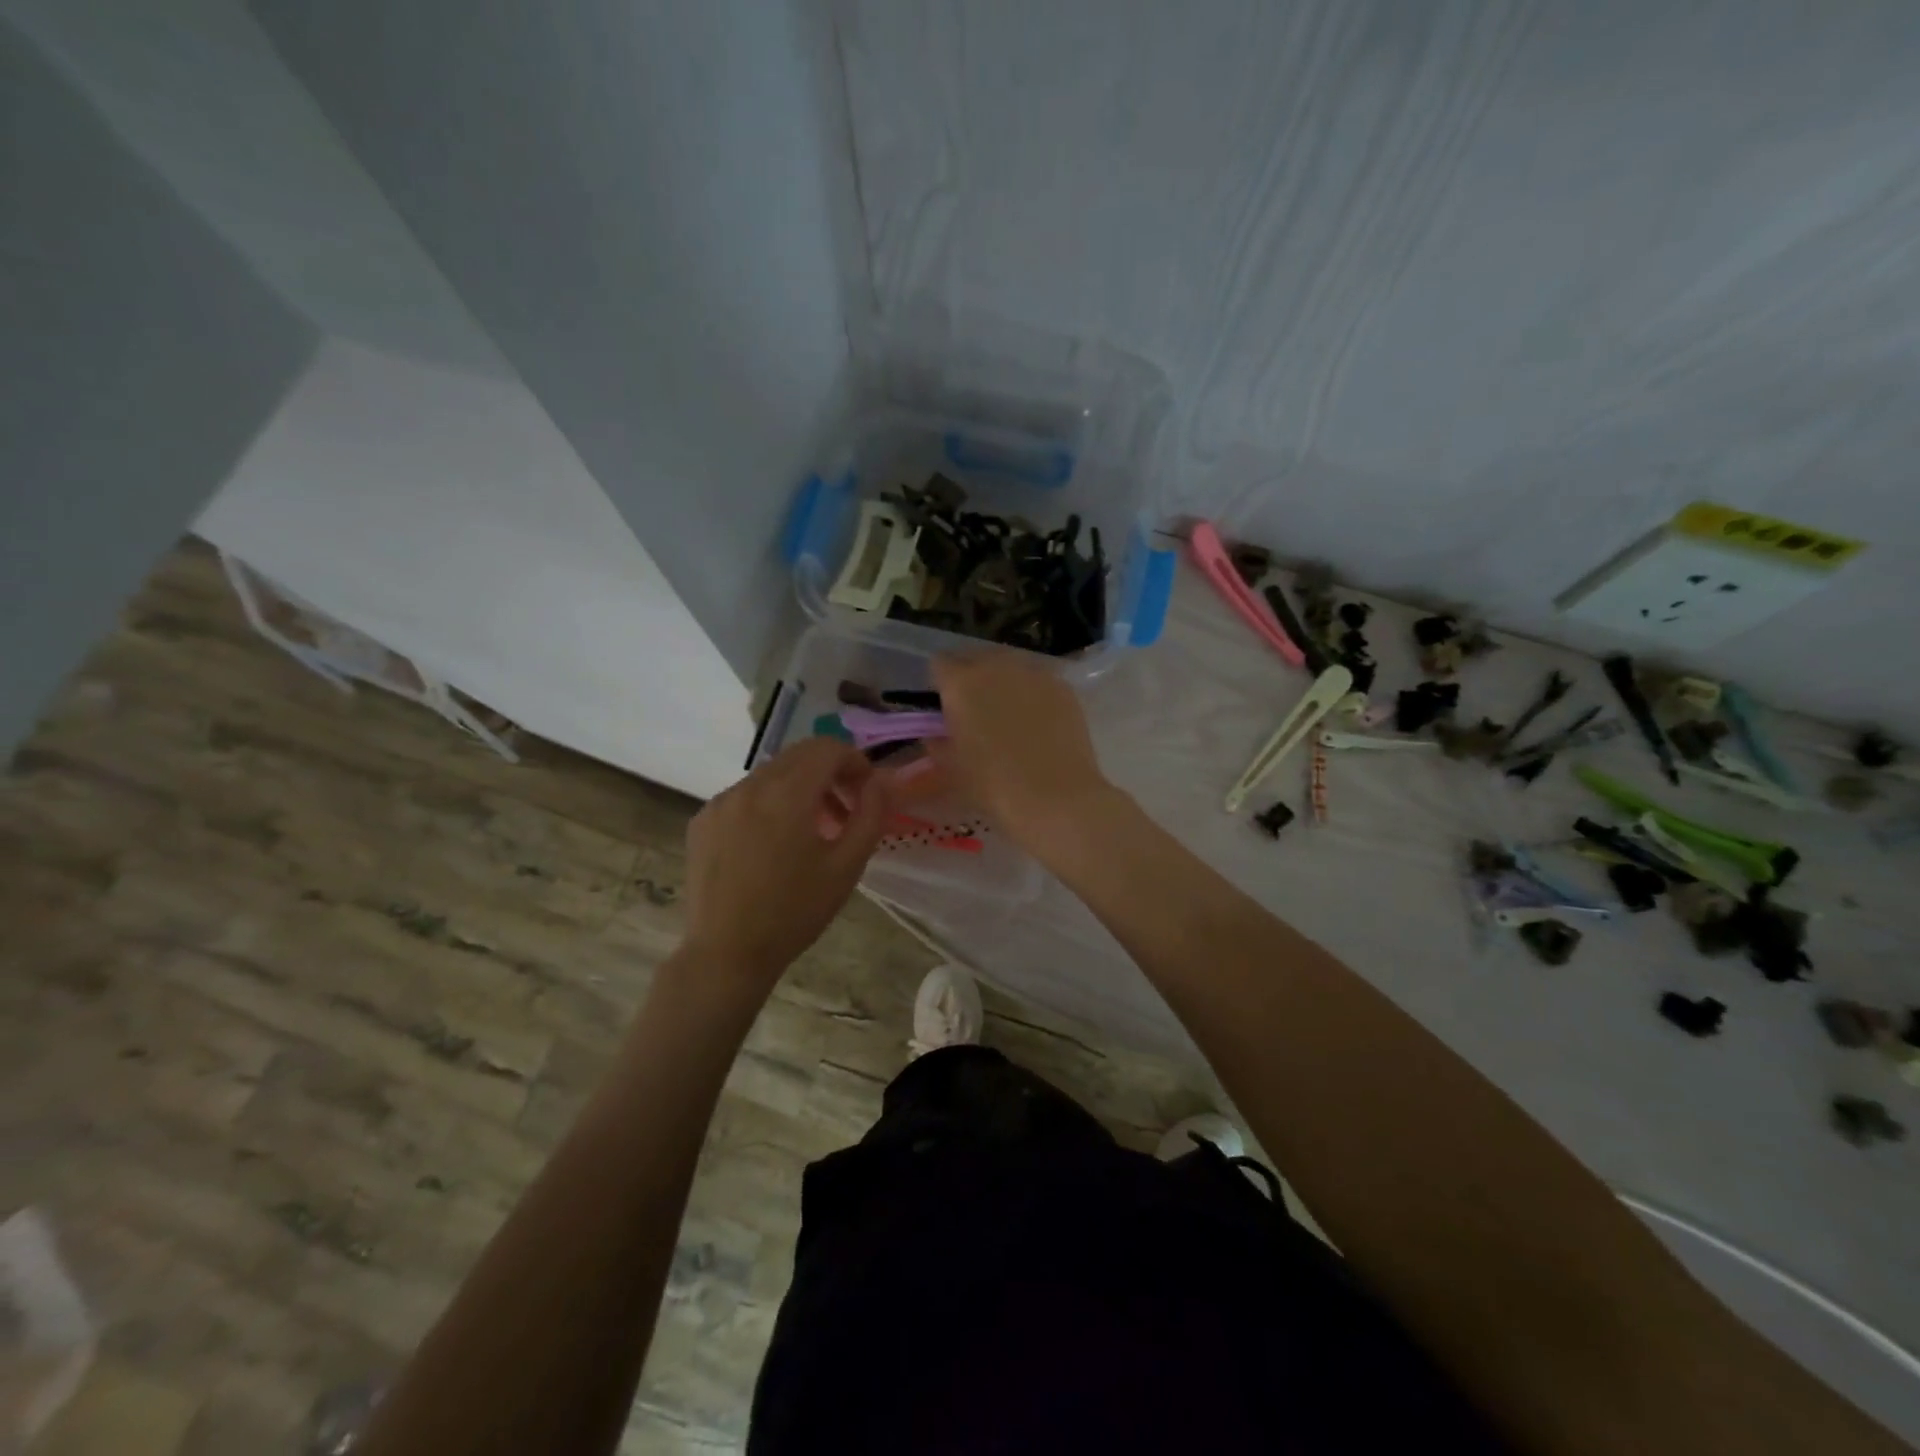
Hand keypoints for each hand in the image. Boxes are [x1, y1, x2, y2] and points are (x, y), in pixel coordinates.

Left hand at [680, 738, 890, 998]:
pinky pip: (745, 795)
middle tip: (846, 811)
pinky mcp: (703, 820)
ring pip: (771, 774)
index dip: (855, 762)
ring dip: (800, 789)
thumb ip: (871, 815)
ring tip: (812, 832)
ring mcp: (720, 802)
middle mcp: (749, 786)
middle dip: (830, 773)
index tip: (866, 792)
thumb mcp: (847, 866)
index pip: (827, 748)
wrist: (727, 954)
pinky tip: (773, 846)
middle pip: (799, 755)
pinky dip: (769, 804)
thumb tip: (882, 782)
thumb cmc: (794, 912)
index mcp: (786, 794)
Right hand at [930, 653, 1115, 850]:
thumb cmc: (993, 786)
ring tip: (1009, 714)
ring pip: (1010, 665)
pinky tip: (1038, 721)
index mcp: (960, 683)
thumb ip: (938, 743)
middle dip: (971, 677)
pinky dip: (1032, 693)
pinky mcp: (1062, 686)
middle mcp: (996, 666)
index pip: (940, 664)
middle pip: (976, 657)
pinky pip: (1038, 680)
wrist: (1055, 797)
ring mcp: (1034, 673)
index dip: (940, 684)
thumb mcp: (952, 768)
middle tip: (975, 709)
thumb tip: (937, 734)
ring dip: (1003, 682)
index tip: (944, 705)